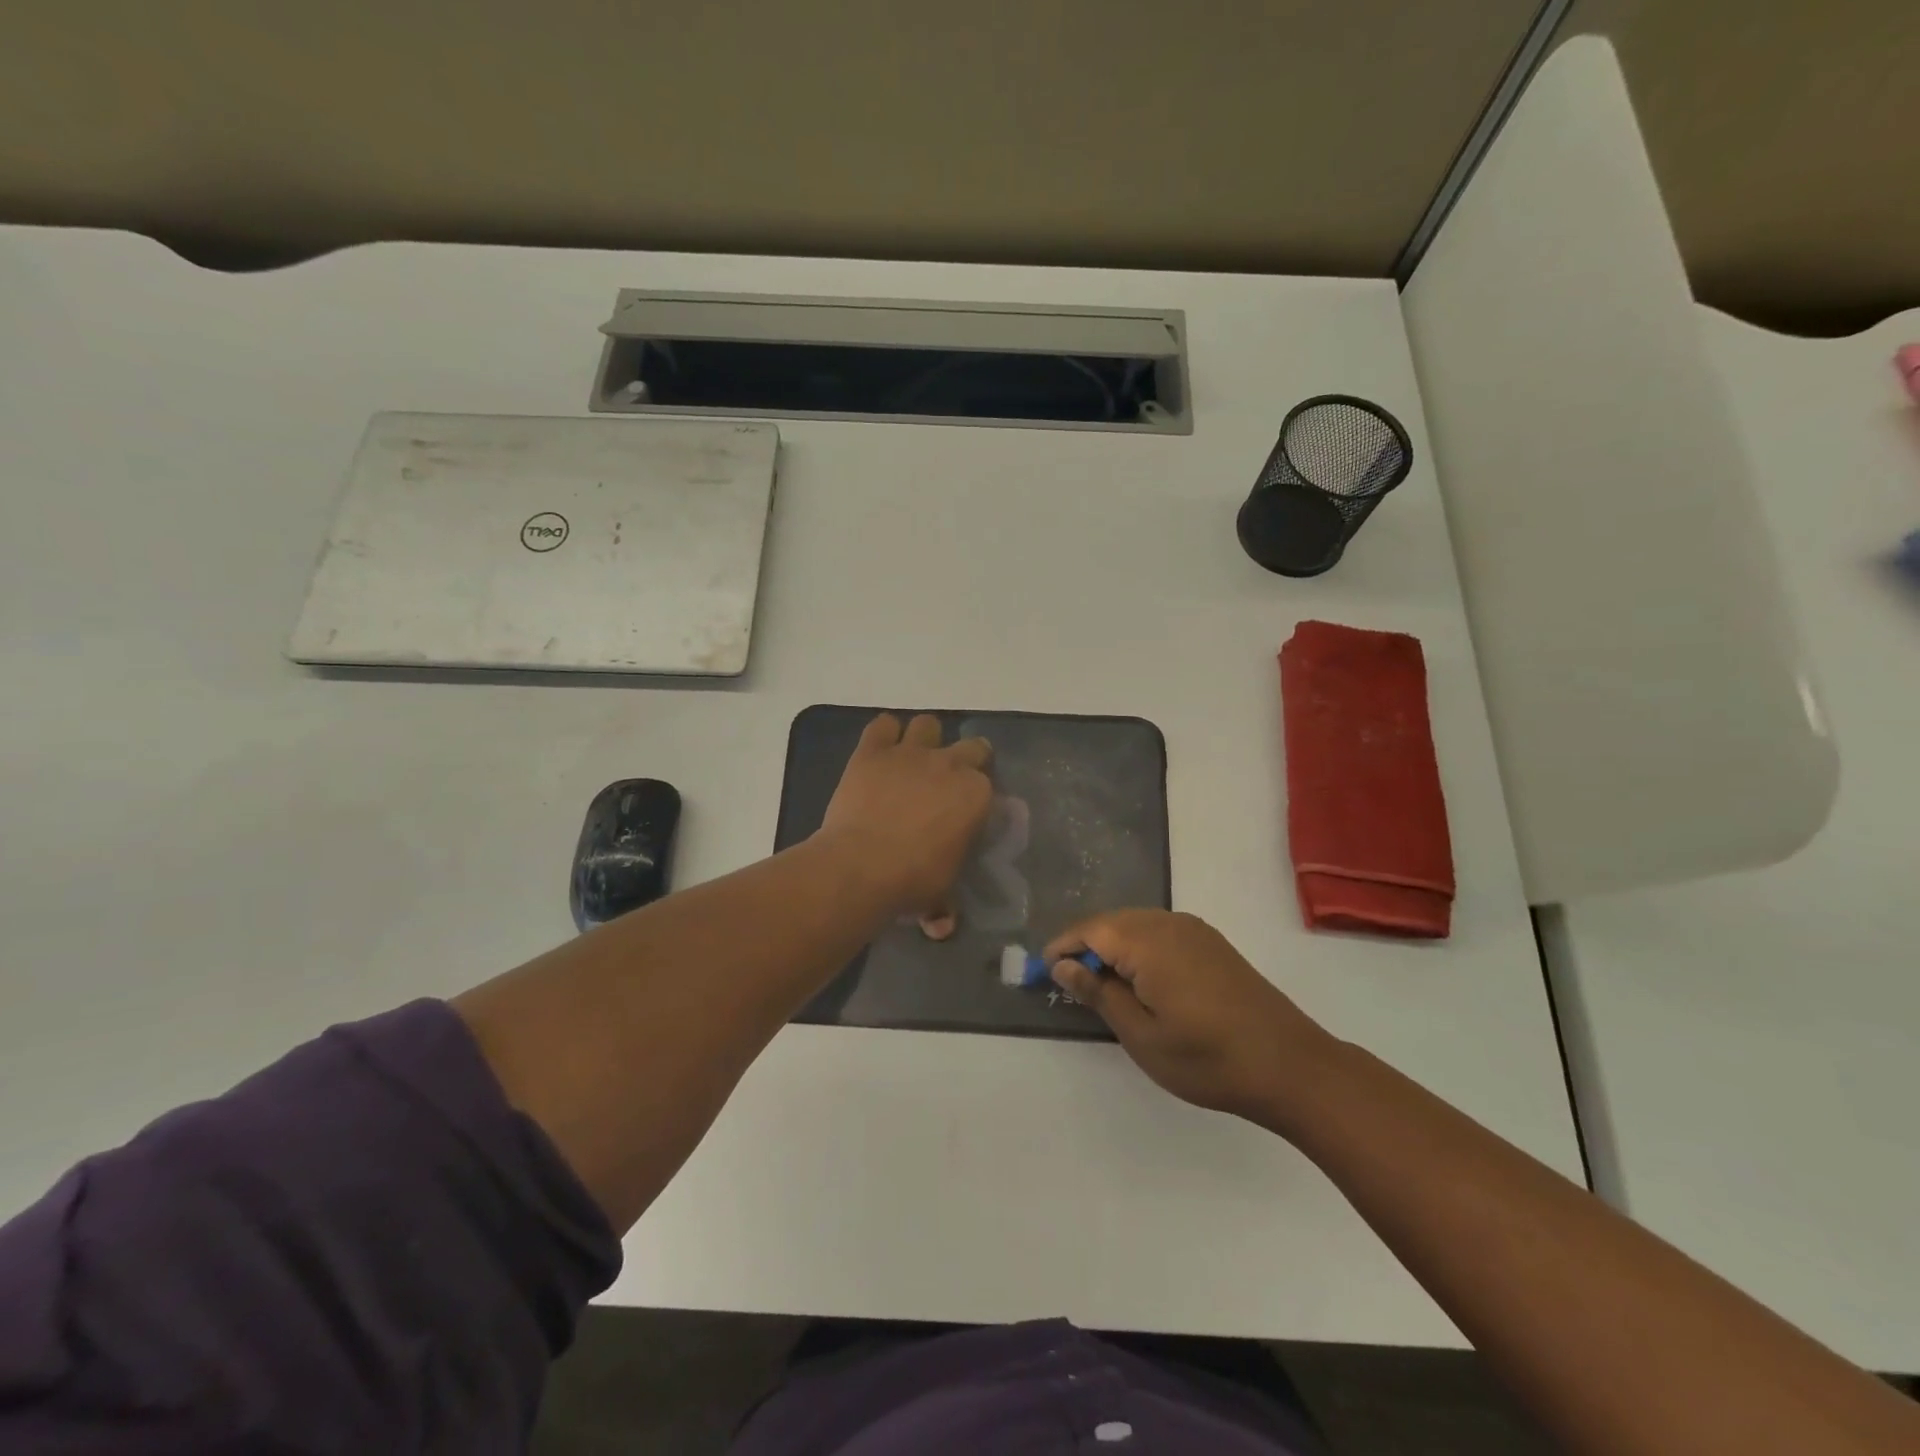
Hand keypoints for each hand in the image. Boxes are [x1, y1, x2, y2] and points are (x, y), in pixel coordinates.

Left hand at [817, 713, 993, 926]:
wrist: (861, 865)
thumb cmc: (912, 880)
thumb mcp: (940, 893)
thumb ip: (945, 903)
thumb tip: (941, 924)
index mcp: (976, 795)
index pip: (988, 785)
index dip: (977, 797)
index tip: (966, 812)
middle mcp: (949, 764)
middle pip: (972, 746)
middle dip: (965, 760)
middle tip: (946, 784)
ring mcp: (910, 753)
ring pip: (927, 724)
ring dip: (924, 738)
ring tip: (913, 760)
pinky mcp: (872, 751)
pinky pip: (882, 725)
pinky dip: (883, 734)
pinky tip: (880, 751)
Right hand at [1047, 910, 1333, 1123]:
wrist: (1291, 1066)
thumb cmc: (1208, 1058)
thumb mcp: (1142, 1035)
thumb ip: (1099, 993)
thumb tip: (1064, 965)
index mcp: (1147, 942)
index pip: (1090, 930)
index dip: (1063, 947)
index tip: (1044, 972)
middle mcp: (1169, 923)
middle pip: (1112, 921)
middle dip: (1086, 946)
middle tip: (1070, 984)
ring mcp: (1194, 930)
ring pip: (1136, 924)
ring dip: (1113, 947)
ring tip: (1102, 986)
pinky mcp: (1211, 943)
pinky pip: (1160, 932)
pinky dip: (1139, 948)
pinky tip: (1141, 981)